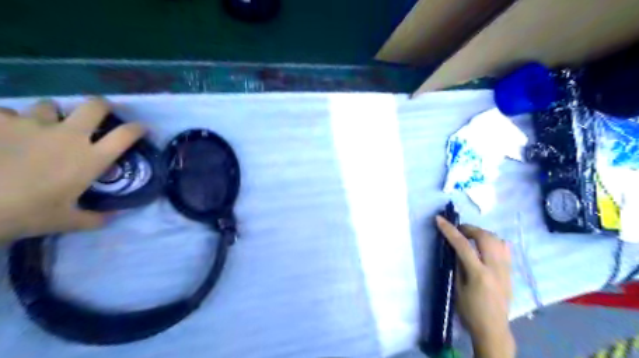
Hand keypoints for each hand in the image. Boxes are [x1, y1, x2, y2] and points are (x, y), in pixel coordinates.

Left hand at [0, 98, 143, 242]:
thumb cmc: (28, 214)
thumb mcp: (69, 222)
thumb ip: (96, 218)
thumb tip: (115, 216)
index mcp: (91, 158)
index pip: (126, 135)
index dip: (138, 129)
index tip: (142, 128)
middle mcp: (69, 135)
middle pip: (95, 106)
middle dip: (102, 106)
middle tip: (100, 113)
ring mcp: (33, 125)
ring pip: (50, 105)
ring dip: (52, 114)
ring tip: (44, 126)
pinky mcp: (0, 123)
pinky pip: (8, 112)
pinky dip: (11, 120)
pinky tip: (6, 132)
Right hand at [435, 216, 512, 357]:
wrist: (493, 329)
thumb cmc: (470, 311)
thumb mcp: (457, 288)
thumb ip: (457, 265)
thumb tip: (454, 248)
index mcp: (479, 274)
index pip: (463, 245)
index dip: (450, 230)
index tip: (439, 219)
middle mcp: (496, 268)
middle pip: (485, 237)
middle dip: (469, 228)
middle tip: (458, 229)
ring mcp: (506, 269)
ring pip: (497, 240)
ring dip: (482, 233)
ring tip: (470, 236)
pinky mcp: (510, 272)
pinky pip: (505, 249)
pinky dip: (493, 241)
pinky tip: (485, 245)